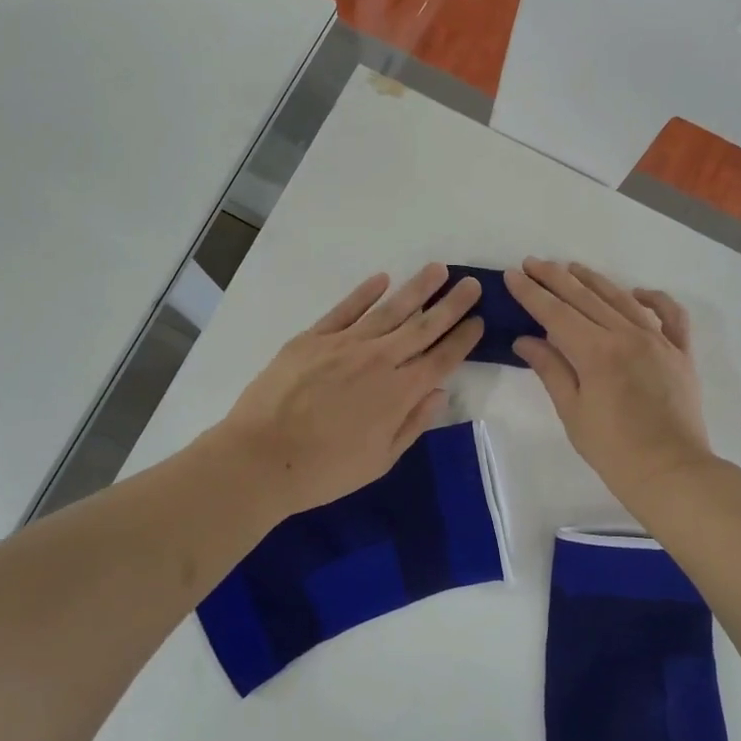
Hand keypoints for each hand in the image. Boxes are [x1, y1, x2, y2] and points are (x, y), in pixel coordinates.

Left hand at [215, 263, 482, 518]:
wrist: (261, 458)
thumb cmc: (325, 470)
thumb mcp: (380, 460)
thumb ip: (413, 423)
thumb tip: (439, 392)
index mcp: (400, 393)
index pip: (442, 359)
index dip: (463, 338)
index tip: (479, 320)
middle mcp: (379, 360)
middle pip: (423, 326)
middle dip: (451, 304)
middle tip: (471, 284)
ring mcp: (345, 344)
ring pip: (390, 310)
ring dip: (417, 288)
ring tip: (437, 270)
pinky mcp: (313, 338)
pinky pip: (345, 309)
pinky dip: (365, 293)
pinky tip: (382, 279)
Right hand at [504, 259, 712, 507]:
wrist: (671, 472)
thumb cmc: (613, 450)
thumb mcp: (573, 412)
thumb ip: (551, 369)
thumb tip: (525, 340)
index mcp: (596, 351)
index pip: (556, 313)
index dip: (532, 293)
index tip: (513, 274)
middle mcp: (627, 335)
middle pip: (586, 298)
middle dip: (556, 278)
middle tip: (533, 263)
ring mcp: (658, 340)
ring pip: (622, 299)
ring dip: (594, 281)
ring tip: (572, 268)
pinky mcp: (681, 353)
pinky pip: (671, 316)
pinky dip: (655, 299)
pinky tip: (637, 292)